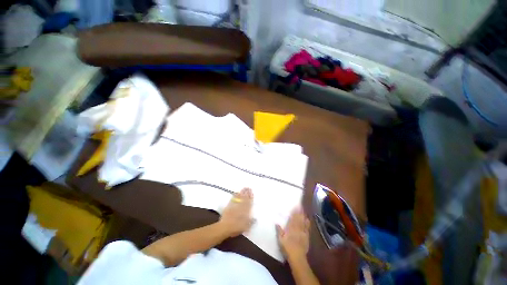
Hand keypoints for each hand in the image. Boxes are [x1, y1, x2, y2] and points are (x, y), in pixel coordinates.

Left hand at [219, 188, 253, 236]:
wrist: (226, 226)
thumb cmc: (237, 227)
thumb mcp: (246, 227)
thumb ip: (251, 222)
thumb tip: (255, 219)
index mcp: (246, 211)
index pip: (249, 202)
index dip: (251, 197)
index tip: (252, 192)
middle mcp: (241, 206)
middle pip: (245, 198)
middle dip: (247, 192)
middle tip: (248, 187)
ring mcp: (235, 205)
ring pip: (240, 197)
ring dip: (242, 192)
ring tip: (244, 188)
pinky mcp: (229, 205)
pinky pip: (233, 198)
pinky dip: (235, 195)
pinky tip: (236, 192)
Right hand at [276, 207, 310, 260]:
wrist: (297, 257)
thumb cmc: (287, 248)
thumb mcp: (280, 240)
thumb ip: (279, 231)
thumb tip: (276, 223)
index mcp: (291, 228)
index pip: (292, 218)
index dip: (294, 212)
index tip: (295, 206)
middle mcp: (297, 229)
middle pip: (298, 219)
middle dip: (299, 212)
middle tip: (300, 205)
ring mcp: (302, 232)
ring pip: (303, 222)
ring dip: (303, 216)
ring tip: (303, 210)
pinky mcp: (306, 237)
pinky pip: (307, 228)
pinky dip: (307, 223)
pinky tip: (308, 220)